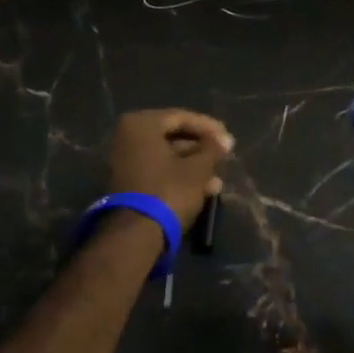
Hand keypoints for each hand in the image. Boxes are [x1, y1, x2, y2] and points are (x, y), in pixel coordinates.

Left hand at [106, 109, 233, 226]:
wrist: (135, 235)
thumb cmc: (168, 191)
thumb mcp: (197, 169)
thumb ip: (212, 149)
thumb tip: (225, 140)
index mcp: (141, 124)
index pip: (181, 117)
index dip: (208, 127)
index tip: (228, 138)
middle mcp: (128, 137)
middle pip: (173, 136)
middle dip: (201, 149)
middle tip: (223, 156)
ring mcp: (125, 160)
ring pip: (167, 156)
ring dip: (194, 165)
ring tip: (218, 178)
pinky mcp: (128, 182)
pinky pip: (159, 170)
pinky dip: (180, 175)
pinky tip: (205, 188)